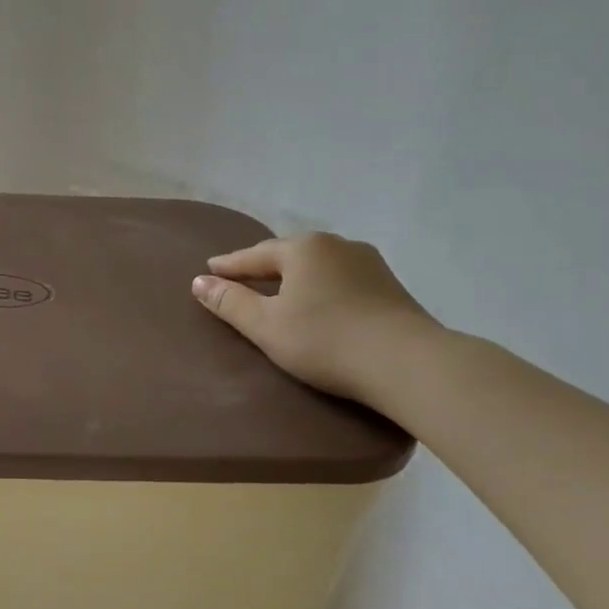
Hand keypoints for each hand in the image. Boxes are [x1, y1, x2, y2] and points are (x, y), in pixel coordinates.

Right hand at [191, 233, 439, 402]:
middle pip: (288, 255)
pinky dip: (321, 288)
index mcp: (302, 248)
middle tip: (241, 278)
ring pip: (318, 266)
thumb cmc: (325, 340)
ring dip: (295, 277)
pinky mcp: (391, 288)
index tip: (208, 270)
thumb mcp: (266, 325)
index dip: (228, 266)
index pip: (253, 255)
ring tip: (279, 291)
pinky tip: (319, 303)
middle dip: (263, 266)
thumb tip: (199, 282)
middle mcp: (336, 245)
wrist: (409, 364)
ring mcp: (369, 264)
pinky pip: (341, 280)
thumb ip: (229, 302)